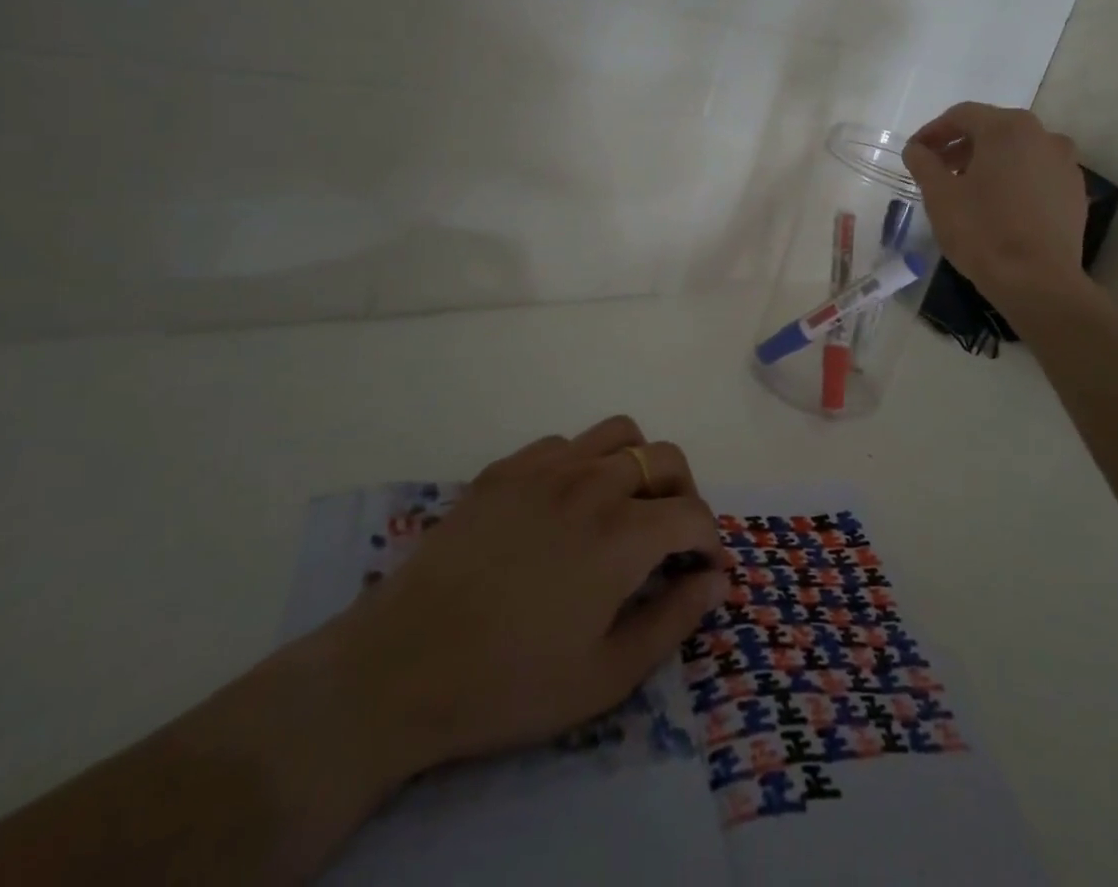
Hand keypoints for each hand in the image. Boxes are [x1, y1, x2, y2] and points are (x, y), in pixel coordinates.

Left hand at [313, 416, 726, 786]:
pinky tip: (564, 505)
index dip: (709, 541)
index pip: (694, 514)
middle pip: (665, 457)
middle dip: (683, 492)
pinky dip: (583, 463)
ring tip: (624, 505)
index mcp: (624, 534)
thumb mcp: (605, 677)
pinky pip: (564, 443)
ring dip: (637, 464)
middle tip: (670, 535)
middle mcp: (593, 483)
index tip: (701, 570)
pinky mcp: (505, 469)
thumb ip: (673, 622)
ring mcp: (546, 468)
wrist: (400, 667)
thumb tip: (716, 581)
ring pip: (618, 433)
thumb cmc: (509, 683)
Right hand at [904, 103, 1090, 305]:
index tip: (915, 152)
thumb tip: (916, 149)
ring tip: (966, 189)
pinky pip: (1036, 173)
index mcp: (1008, 128)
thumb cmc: (982, 231)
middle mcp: (1043, 135)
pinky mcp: (1075, 191)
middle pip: (992, 130)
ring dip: (988, 162)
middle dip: (960, 146)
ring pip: (1017, 151)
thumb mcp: (939, 195)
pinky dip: (1013, 179)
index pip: (962, 115)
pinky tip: (998, 205)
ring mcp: (1065, 163)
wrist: (1038, 281)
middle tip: (937, 170)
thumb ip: (923, 163)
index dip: (933, 132)